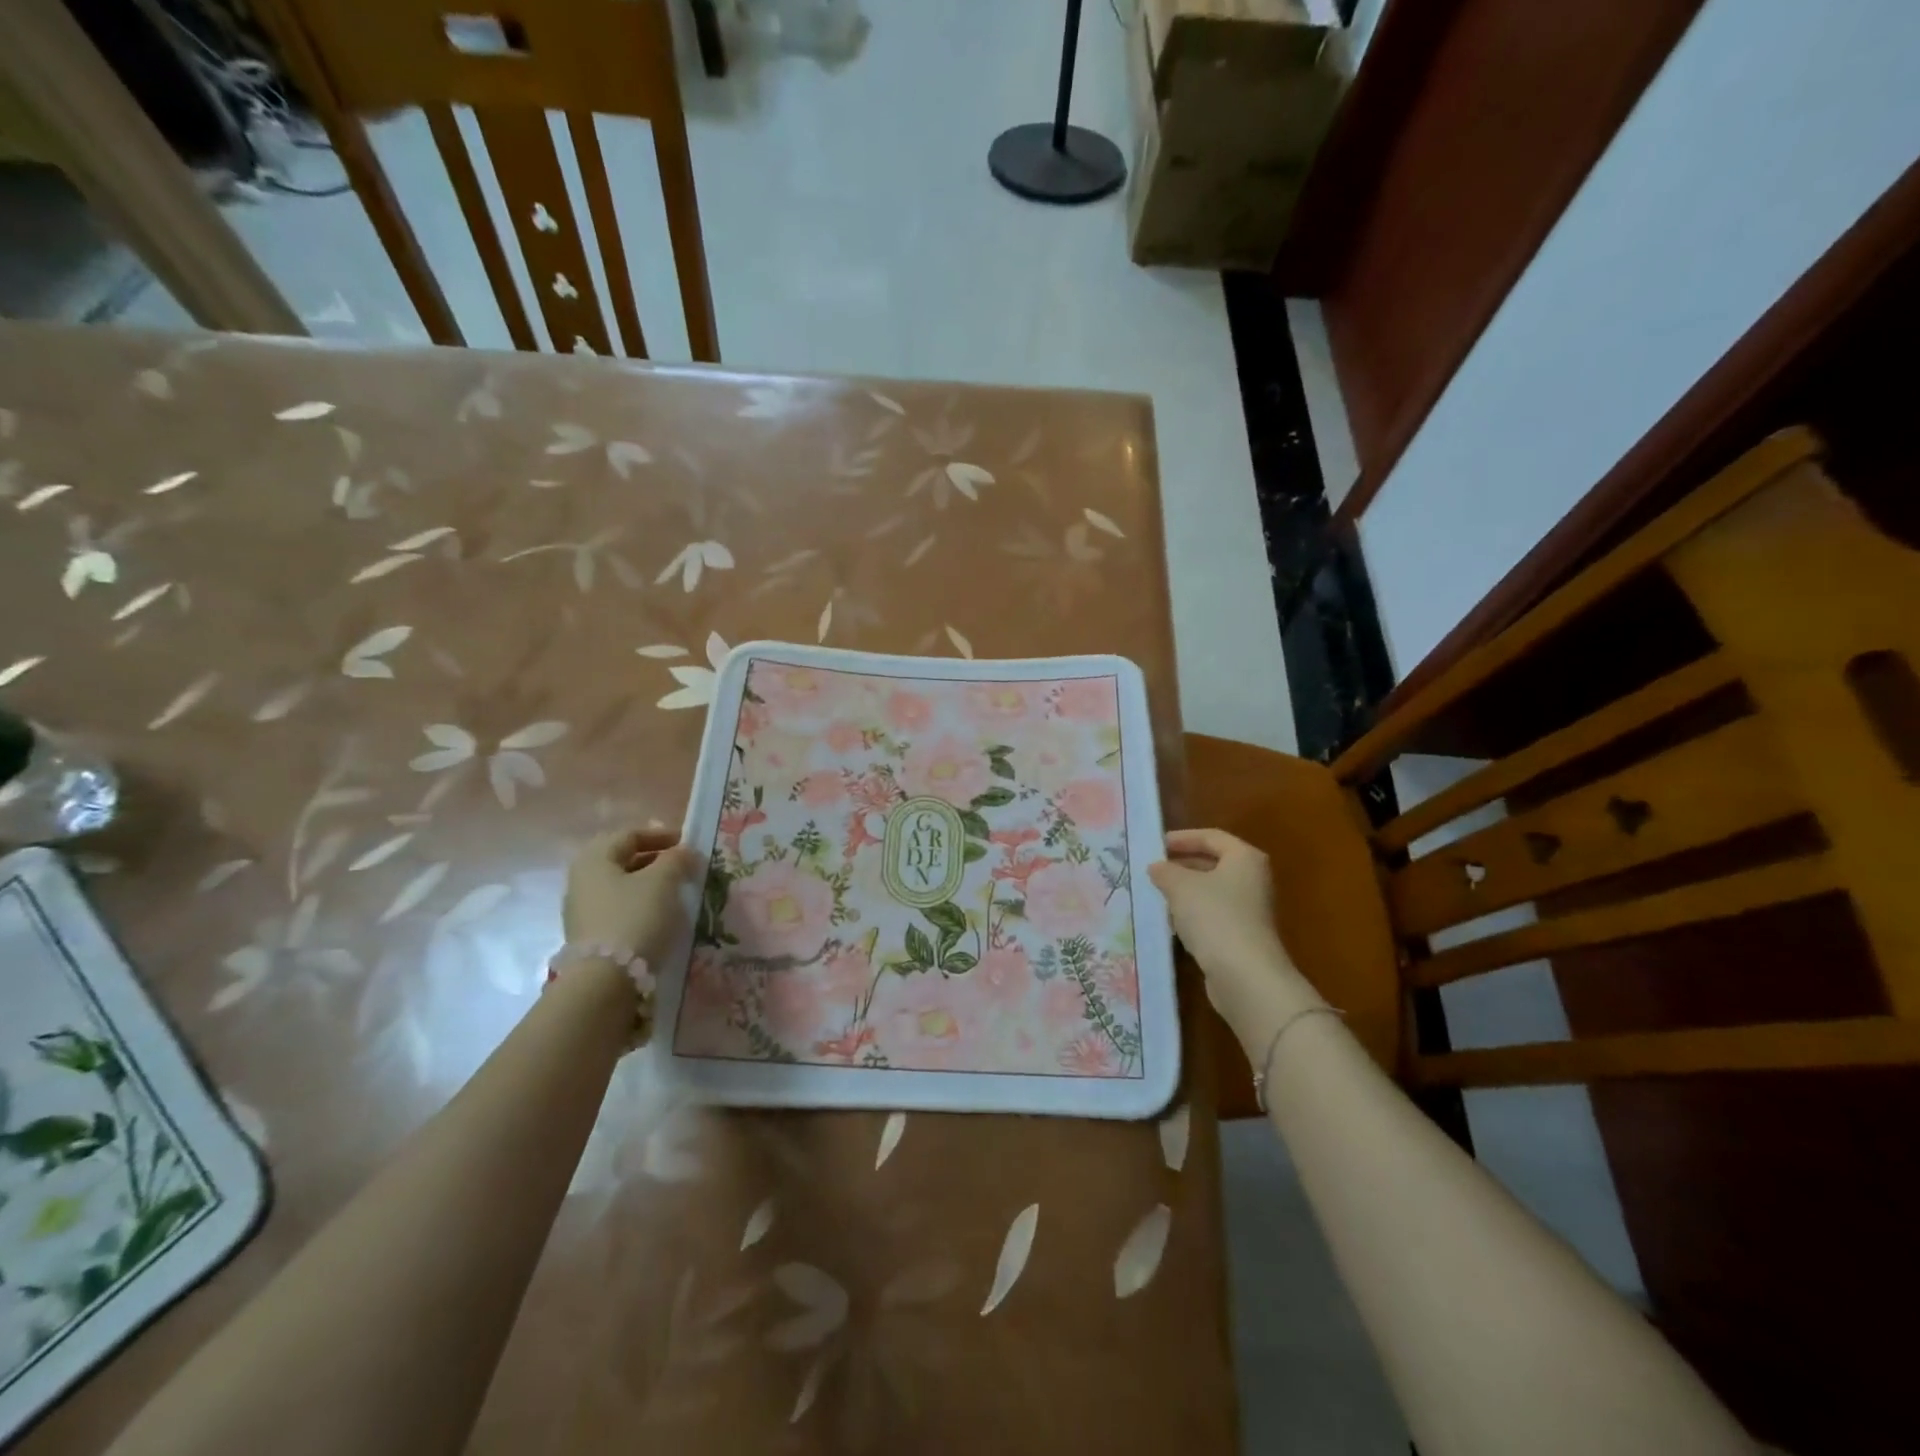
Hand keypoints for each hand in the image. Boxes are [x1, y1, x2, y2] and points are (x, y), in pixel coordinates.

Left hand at [562, 830, 699, 967]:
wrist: (605, 981)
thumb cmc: (634, 918)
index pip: (630, 834)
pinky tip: (662, 916)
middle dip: (656, 860)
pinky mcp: (591, 936)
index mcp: (594, 858)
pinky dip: (643, 906)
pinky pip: (621, 909)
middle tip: (684, 866)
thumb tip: (684, 852)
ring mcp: (583, 910)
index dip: (661, 834)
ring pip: (623, 886)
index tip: (688, 843)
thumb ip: (676, 859)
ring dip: (651, 884)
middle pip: (624, 860)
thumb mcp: (663, 881)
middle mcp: (582, 880)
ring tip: (678, 892)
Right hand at [1148, 828, 1311, 1037]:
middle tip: (1151, 870)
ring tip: (1154, 894)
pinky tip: (1170, 923)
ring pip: (1210, 891)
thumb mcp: (1181, 886)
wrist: (1245, 976)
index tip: (1154, 846)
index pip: (1211, 836)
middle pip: (1212, 863)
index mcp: (1244, 858)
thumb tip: (1157, 867)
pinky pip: (1212, 916)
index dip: (1181, 838)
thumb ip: (1165, 871)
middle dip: (1180, 865)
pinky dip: (1191, 915)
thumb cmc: (1215, 917)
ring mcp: (1249, 910)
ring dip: (1183, 892)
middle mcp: (1252, 880)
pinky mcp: (1242, 936)